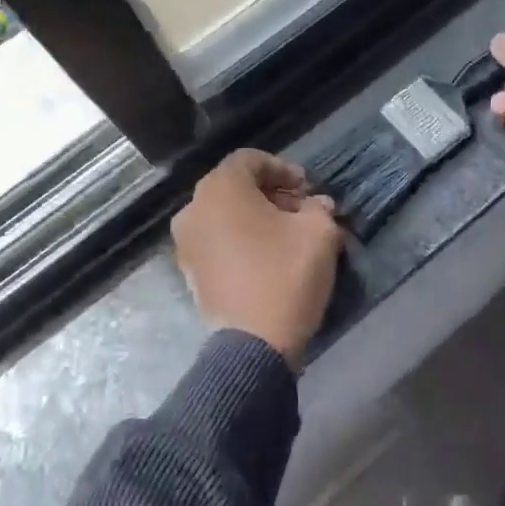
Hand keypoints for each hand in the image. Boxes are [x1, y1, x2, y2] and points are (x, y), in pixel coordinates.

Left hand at [171, 149, 340, 368]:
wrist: (254, 345)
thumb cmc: (285, 274)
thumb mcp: (318, 232)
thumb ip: (318, 208)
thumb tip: (317, 205)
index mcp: (221, 188)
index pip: (250, 160)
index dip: (282, 168)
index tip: (306, 188)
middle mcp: (194, 208)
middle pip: (234, 186)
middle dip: (269, 192)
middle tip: (300, 209)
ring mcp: (186, 242)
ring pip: (223, 213)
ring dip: (254, 216)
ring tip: (286, 234)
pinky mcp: (189, 271)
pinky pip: (216, 239)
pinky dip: (239, 238)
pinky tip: (266, 255)